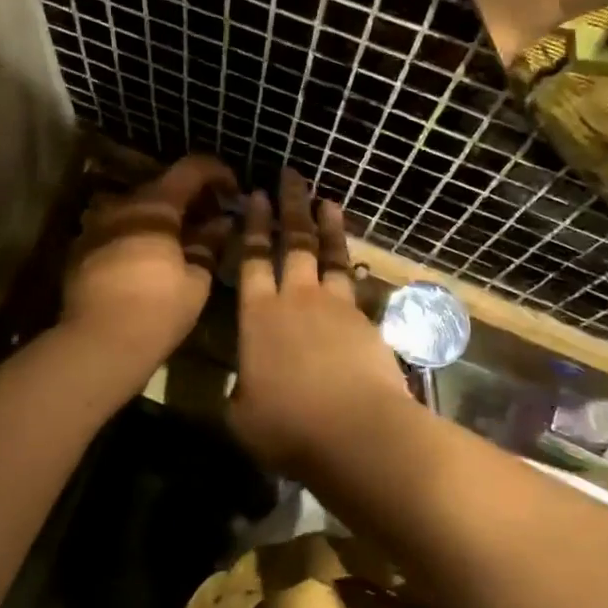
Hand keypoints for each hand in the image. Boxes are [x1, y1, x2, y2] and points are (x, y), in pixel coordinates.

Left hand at [63, 154, 237, 370]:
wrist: (98, 343)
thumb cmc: (158, 309)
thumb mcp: (197, 279)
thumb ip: (210, 243)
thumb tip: (221, 223)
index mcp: (155, 205)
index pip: (191, 168)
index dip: (217, 173)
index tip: (233, 191)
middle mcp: (121, 204)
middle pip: (162, 187)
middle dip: (191, 199)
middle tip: (211, 223)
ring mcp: (96, 224)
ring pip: (137, 209)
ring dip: (161, 218)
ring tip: (179, 243)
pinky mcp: (80, 248)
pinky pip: (116, 230)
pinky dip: (137, 235)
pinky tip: (148, 261)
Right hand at [228, 169, 411, 470]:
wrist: (357, 432)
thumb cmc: (288, 427)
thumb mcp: (242, 417)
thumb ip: (241, 392)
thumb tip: (246, 387)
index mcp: (257, 317)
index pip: (252, 260)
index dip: (253, 226)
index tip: (257, 196)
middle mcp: (296, 300)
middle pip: (293, 243)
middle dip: (290, 206)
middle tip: (291, 175)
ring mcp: (335, 308)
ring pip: (330, 255)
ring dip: (327, 226)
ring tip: (327, 200)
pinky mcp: (366, 322)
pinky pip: (357, 285)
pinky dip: (354, 267)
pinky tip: (356, 261)